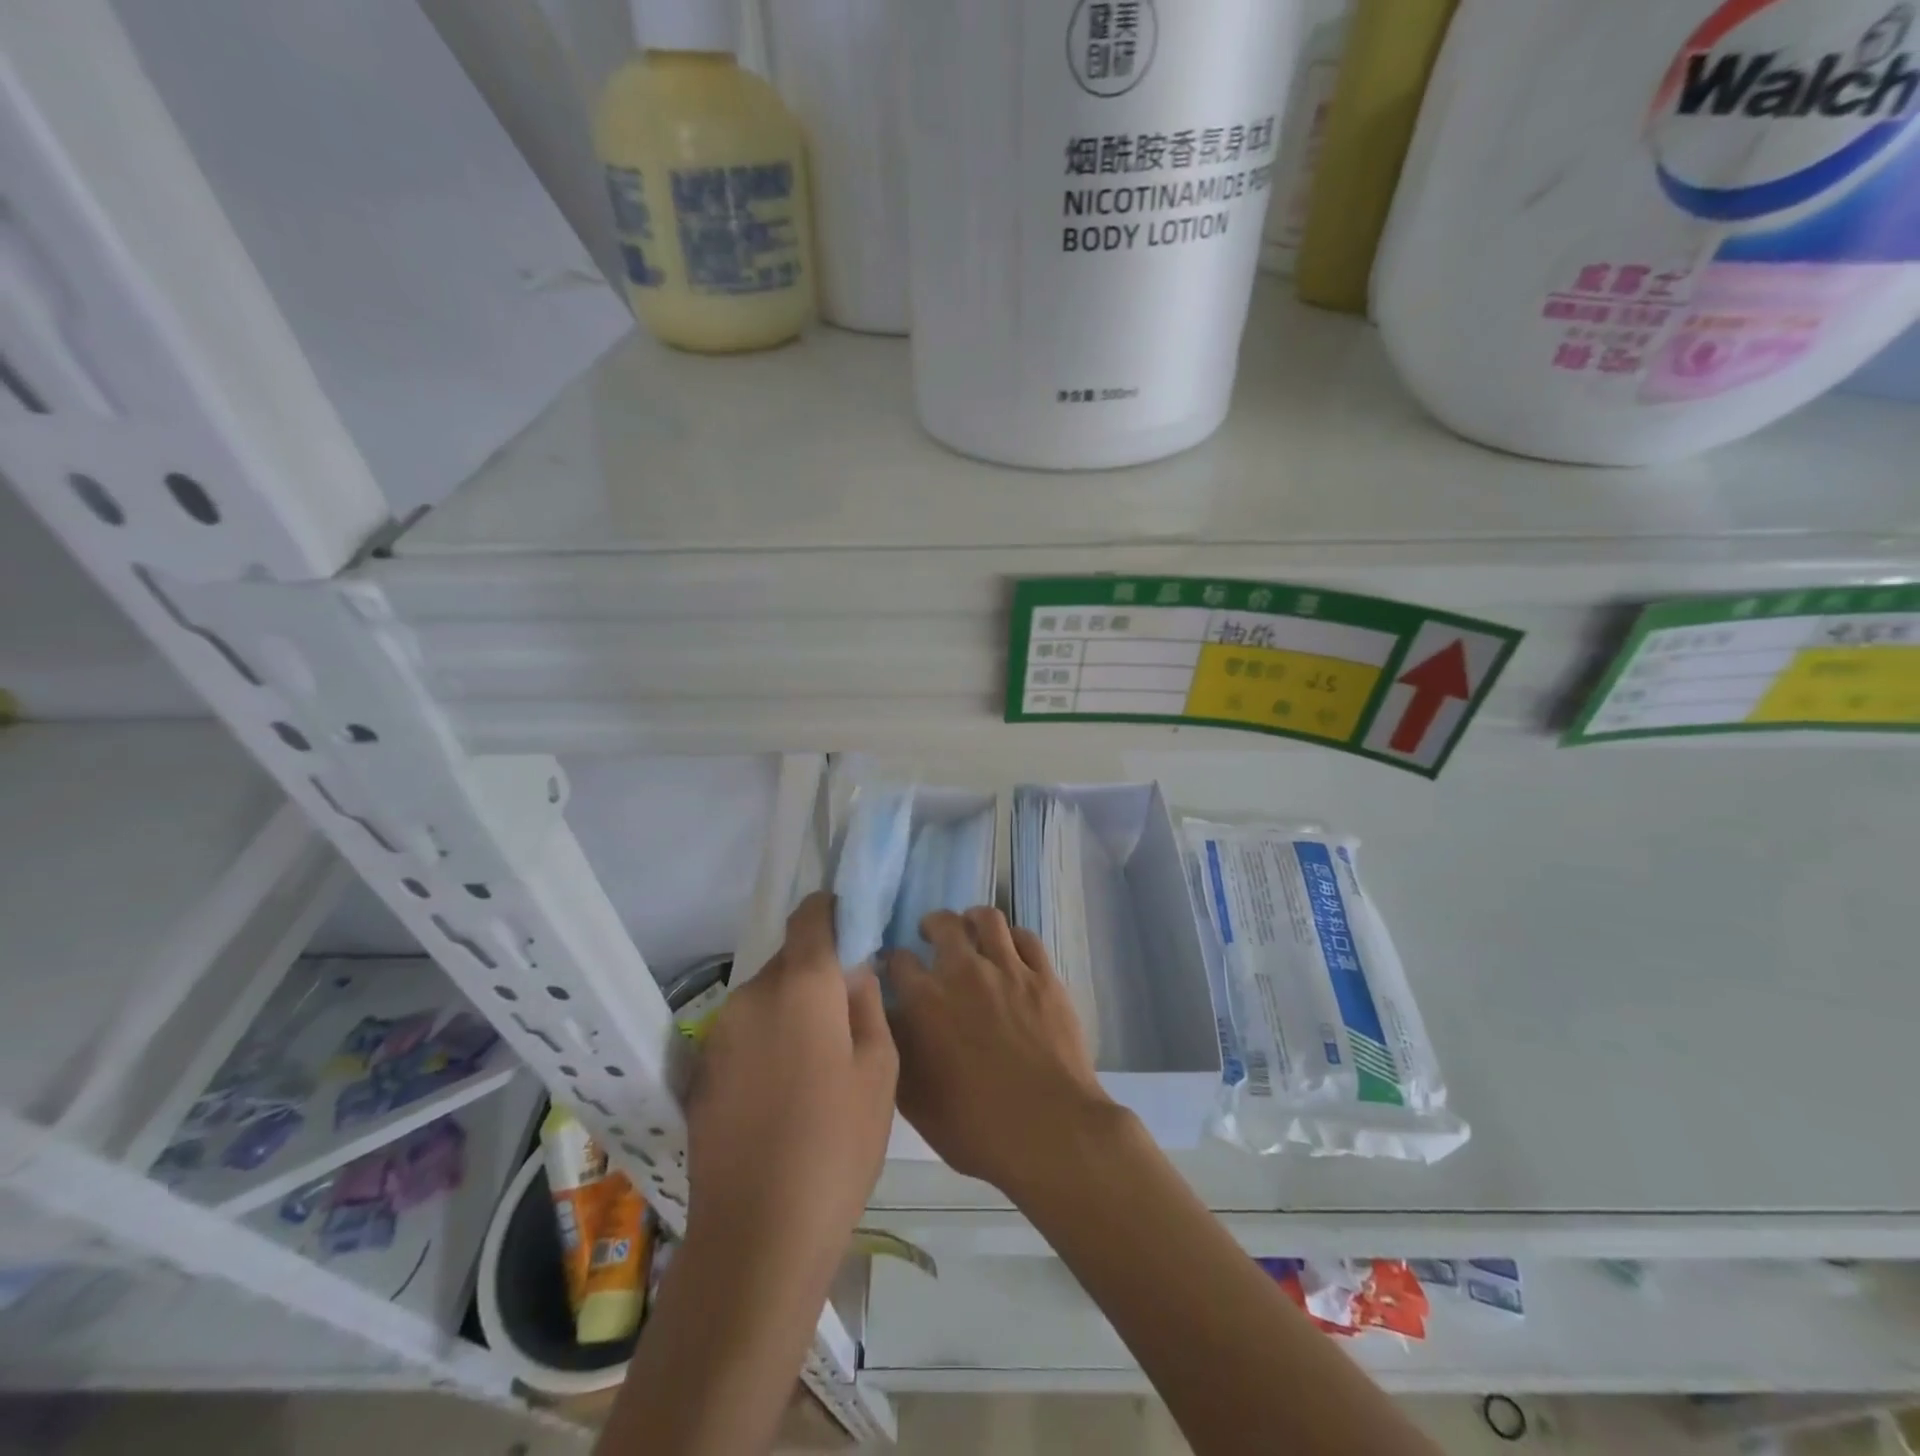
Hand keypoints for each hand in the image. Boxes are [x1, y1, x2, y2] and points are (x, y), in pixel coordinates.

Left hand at [686, 892, 897, 1262]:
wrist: (757, 1233)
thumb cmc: (837, 1145)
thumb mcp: (880, 1070)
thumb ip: (867, 1003)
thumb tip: (853, 970)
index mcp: (801, 985)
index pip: (809, 917)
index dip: (831, 911)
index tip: (852, 926)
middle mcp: (752, 993)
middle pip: (789, 959)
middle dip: (817, 972)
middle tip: (846, 1013)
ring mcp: (720, 1032)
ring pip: (766, 996)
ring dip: (791, 1008)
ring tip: (817, 1060)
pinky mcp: (702, 1068)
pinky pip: (745, 1030)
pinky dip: (767, 1038)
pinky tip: (783, 1089)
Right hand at [886, 907, 1119, 1195]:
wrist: (1049, 1130)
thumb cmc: (974, 1126)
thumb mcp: (914, 1099)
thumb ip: (895, 1049)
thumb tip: (886, 1017)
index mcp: (925, 1000)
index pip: (897, 960)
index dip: (893, 963)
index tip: (894, 971)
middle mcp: (963, 971)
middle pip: (942, 924)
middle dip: (931, 926)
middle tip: (931, 938)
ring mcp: (1008, 969)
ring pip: (987, 918)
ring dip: (972, 920)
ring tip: (971, 931)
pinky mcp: (1044, 976)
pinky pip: (1026, 937)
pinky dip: (1013, 937)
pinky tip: (1010, 950)